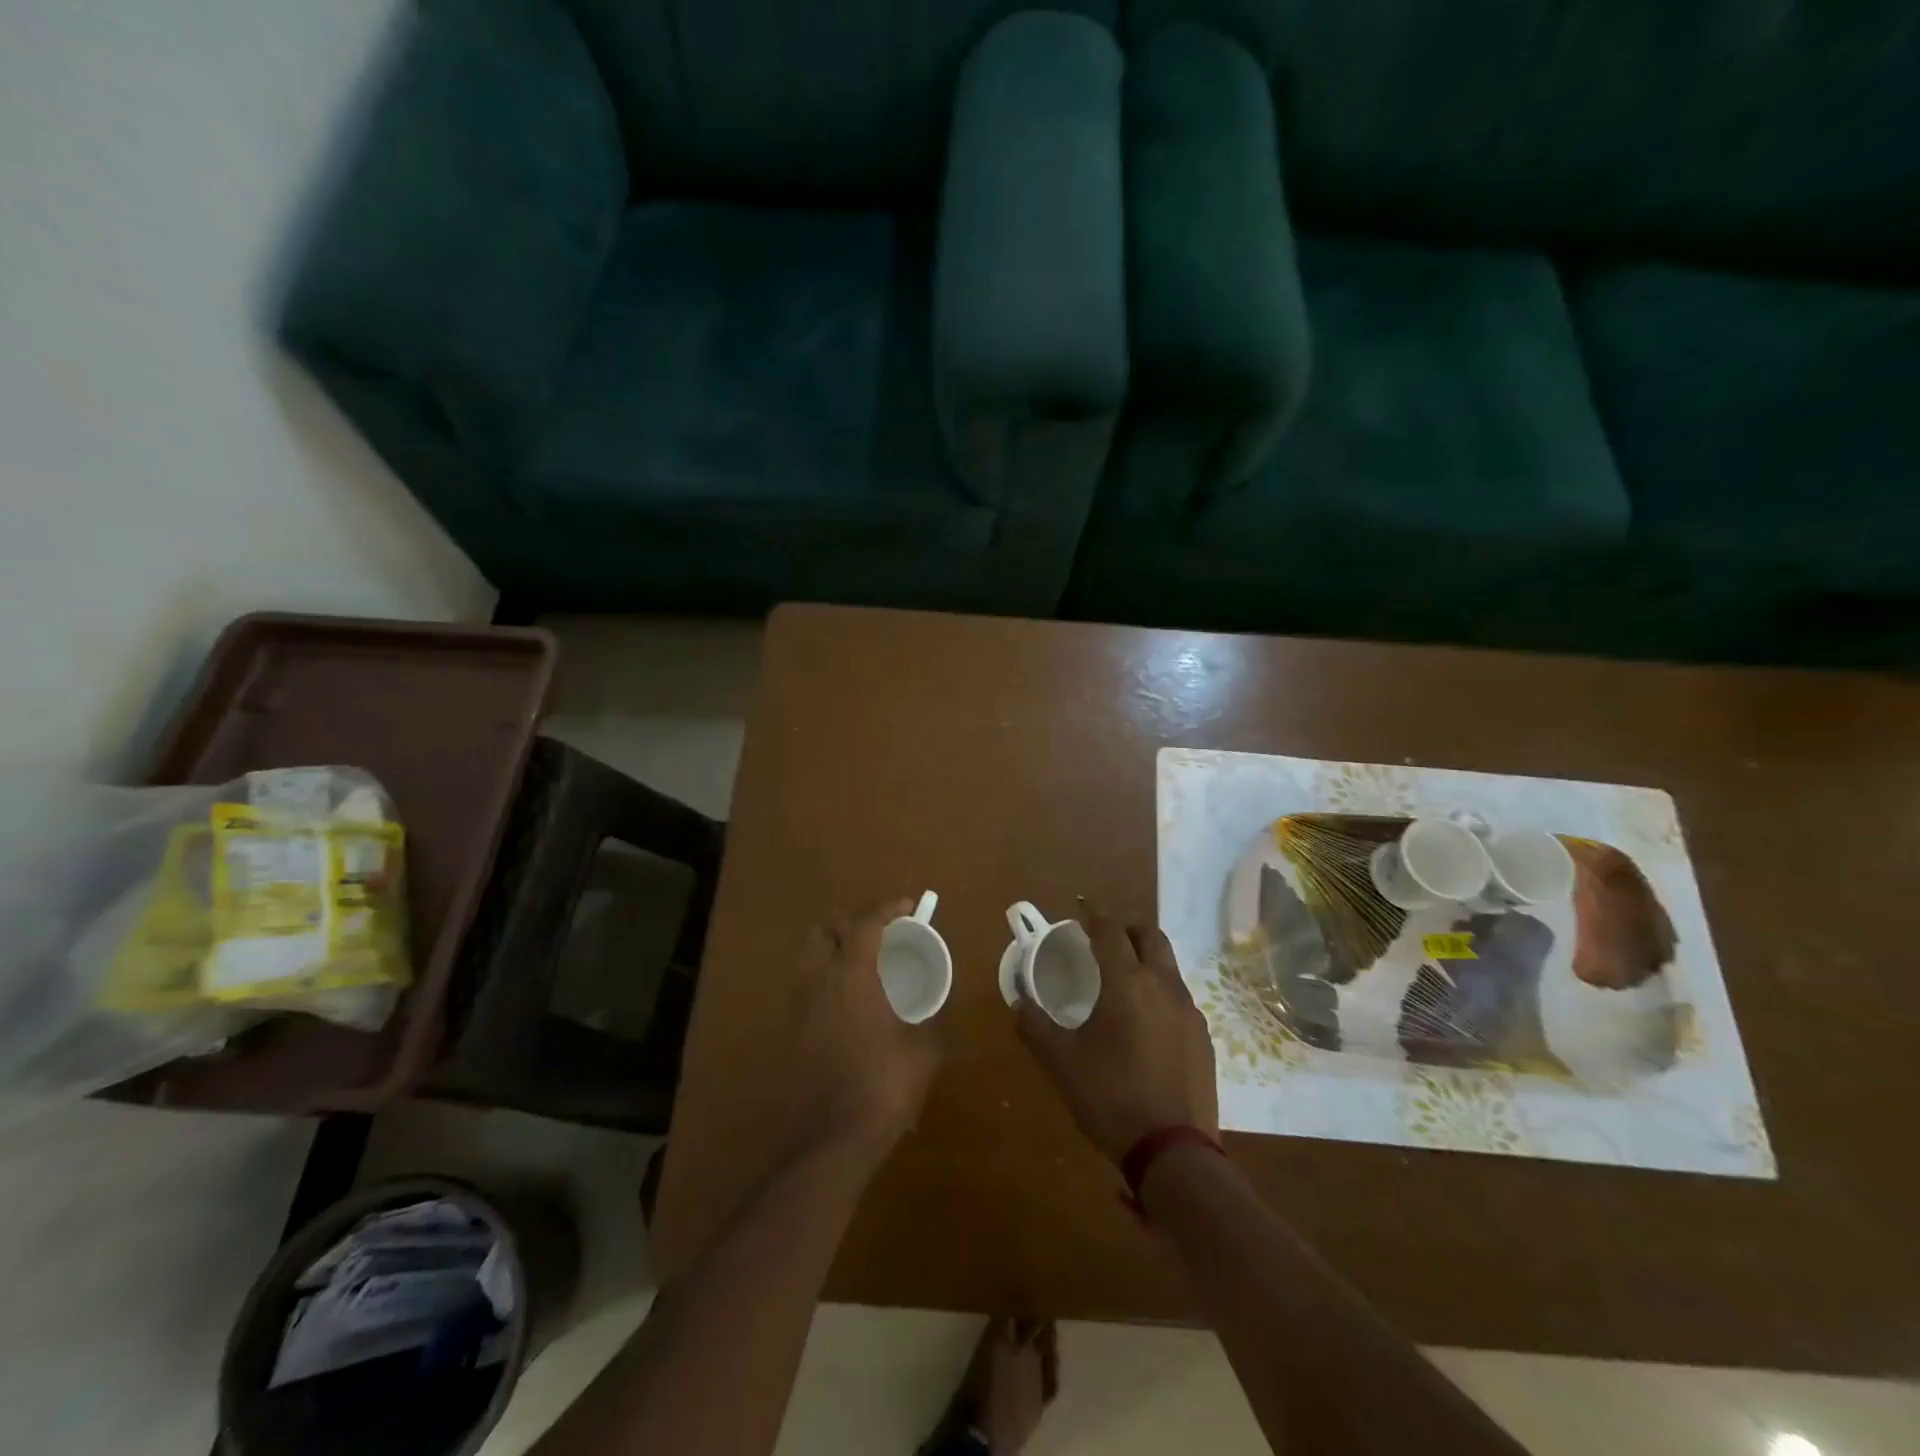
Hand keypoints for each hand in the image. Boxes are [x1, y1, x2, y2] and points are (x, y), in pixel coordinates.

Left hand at [787, 898, 943, 1158]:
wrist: (831, 1139)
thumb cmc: (883, 1086)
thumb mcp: (924, 1051)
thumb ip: (934, 1021)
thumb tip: (941, 1010)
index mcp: (852, 975)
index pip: (866, 923)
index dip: (888, 908)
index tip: (909, 906)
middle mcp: (820, 980)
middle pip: (825, 930)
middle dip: (851, 922)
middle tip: (880, 933)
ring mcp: (801, 1006)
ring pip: (811, 956)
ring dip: (835, 947)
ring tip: (866, 962)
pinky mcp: (793, 1031)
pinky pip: (808, 984)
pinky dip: (827, 976)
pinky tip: (852, 999)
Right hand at [1014, 902, 1216, 1164]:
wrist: (1175, 1152)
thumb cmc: (1111, 1098)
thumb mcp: (1061, 1063)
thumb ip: (1035, 1026)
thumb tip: (1018, 1000)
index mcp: (1127, 983)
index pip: (1110, 930)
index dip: (1094, 912)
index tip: (1082, 904)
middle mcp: (1163, 986)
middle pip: (1150, 935)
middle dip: (1126, 927)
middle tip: (1104, 936)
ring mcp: (1189, 1011)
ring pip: (1168, 965)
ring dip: (1146, 957)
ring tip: (1123, 976)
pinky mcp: (1204, 1037)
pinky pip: (1179, 996)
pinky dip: (1160, 989)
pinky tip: (1146, 1019)